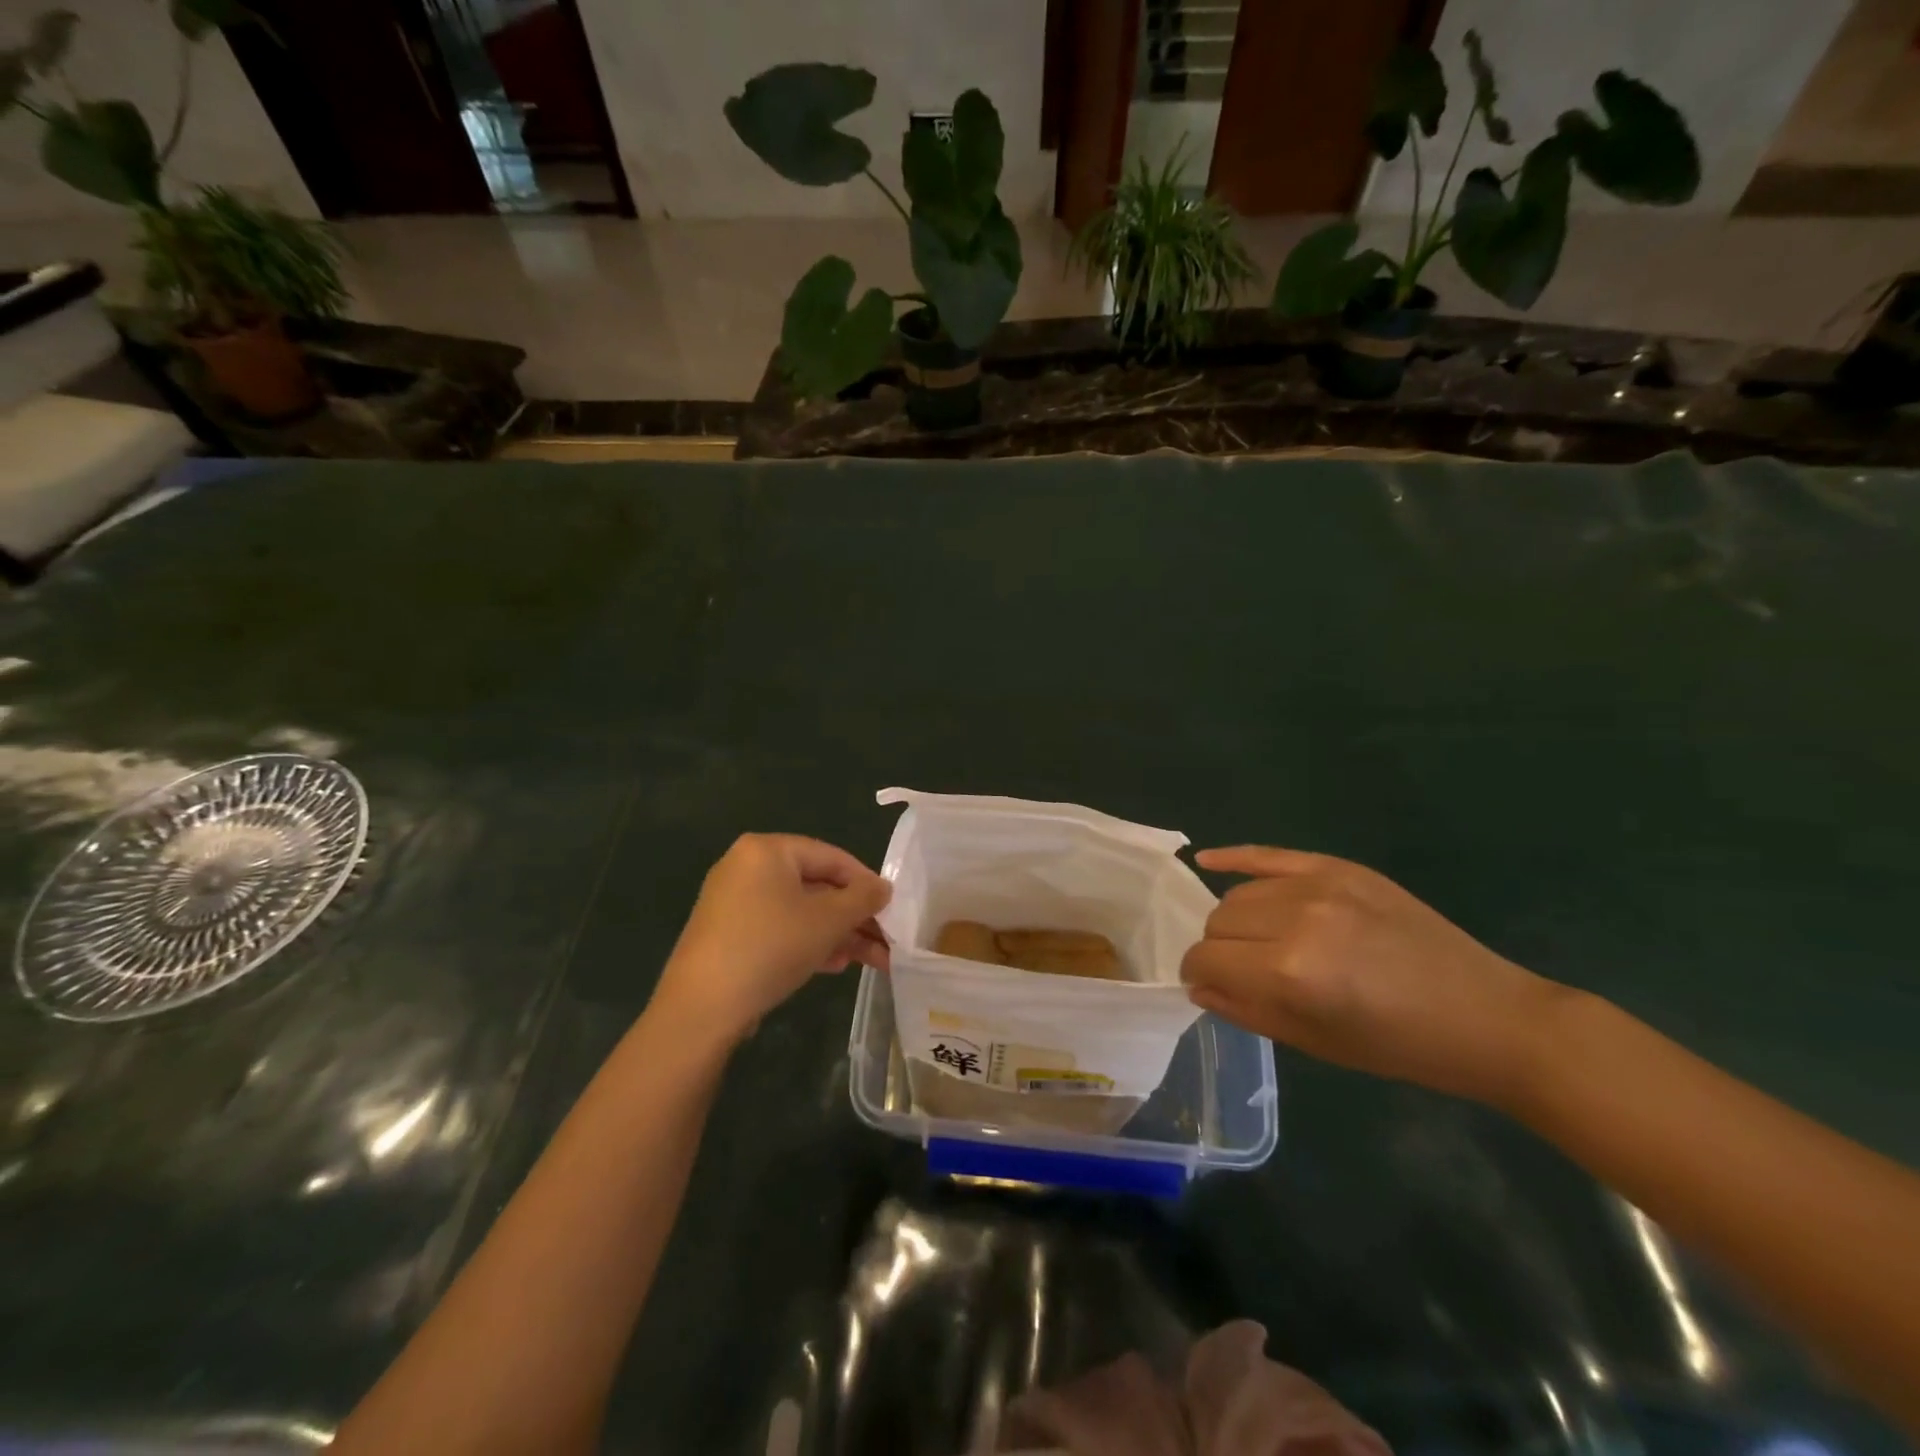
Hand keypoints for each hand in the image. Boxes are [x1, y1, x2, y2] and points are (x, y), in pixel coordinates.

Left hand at [652, 834, 890, 1046]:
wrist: (702, 1008)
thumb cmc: (771, 946)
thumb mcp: (828, 920)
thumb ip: (863, 898)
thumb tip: (884, 888)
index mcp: (767, 850)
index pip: (831, 856)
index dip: (866, 882)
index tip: (891, 908)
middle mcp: (747, 867)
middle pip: (816, 885)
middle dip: (853, 916)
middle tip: (885, 940)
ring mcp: (733, 902)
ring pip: (799, 911)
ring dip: (836, 934)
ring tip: (868, 960)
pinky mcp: (728, 934)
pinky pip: (778, 928)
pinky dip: (807, 942)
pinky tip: (833, 965)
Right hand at [1181, 846, 1568, 1107]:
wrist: (1486, 1015)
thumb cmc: (1399, 1045)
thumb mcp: (1315, 1043)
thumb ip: (1245, 1010)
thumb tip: (1198, 986)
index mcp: (1290, 972)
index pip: (1207, 959)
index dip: (1198, 975)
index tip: (1207, 985)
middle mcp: (1297, 919)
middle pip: (1219, 921)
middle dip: (1219, 949)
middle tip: (1243, 970)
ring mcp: (1319, 885)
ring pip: (1239, 893)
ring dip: (1236, 919)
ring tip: (1261, 940)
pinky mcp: (1339, 866)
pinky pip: (1268, 854)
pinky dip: (1234, 857)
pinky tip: (1208, 859)